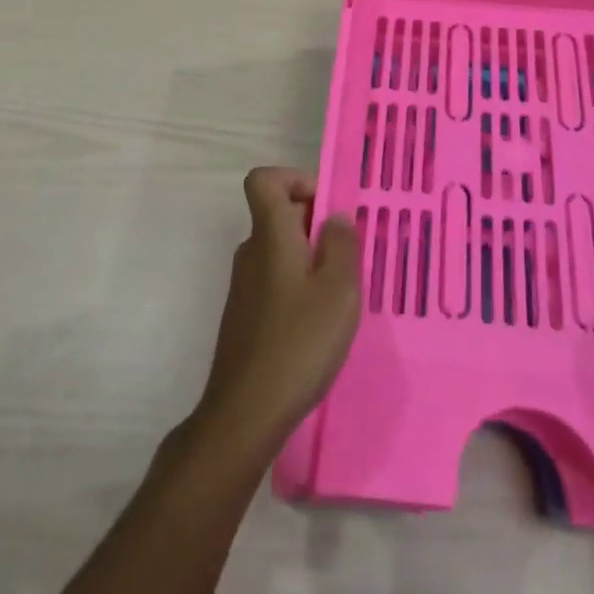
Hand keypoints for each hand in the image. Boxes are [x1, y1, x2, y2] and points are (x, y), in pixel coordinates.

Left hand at [194, 168, 361, 450]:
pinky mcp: (245, 317)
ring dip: (310, 258)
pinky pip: (275, 281)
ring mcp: (244, 287)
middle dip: (315, 224)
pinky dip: (298, 287)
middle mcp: (251, 252)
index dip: (295, 179)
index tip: (326, 206)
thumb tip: (335, 218)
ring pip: (279, 250)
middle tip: (350, 256)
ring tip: (340, 293)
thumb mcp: (339, 289)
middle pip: (278, 214)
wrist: (244, 415)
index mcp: (270, 235)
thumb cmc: (298, 342)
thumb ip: (342, 244)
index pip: (264, 180)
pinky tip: (319, 323)